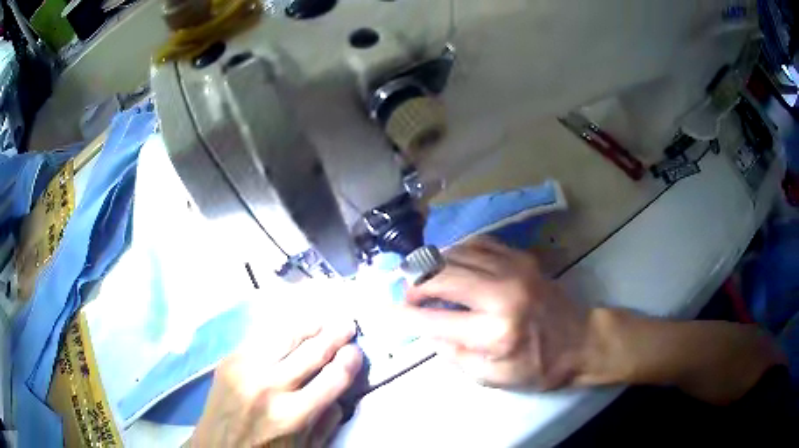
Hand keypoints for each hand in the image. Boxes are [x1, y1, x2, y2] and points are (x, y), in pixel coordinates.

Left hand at [193, 316, 362, 446]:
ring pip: (285, 336)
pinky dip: (281, 333)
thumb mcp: (306, 447)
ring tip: (322, 320)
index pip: (333, 378)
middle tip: (347, 325)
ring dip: (308, 326)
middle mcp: (269, 387)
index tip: (356, 351)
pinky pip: (261, 338)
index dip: (349, 361)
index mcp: (293, 415)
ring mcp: (245, 368)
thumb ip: (327, 421)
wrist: (217, 446)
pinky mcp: (229, 360)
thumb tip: (340, 390)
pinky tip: (291, 331)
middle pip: (311, 351)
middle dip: (335, 335)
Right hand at [402, 237, 588, 388]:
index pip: (436, 319)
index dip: (407, 315)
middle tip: (407, 294)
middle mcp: (502, 293)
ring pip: (457, 254)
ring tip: (423, 278)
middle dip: (415, 284)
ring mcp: (513, 269)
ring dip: (432, 265)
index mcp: (495, 332)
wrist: (581, 340)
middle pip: (441, 276)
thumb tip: (430, 331)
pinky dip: (456, 251)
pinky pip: (478, 243)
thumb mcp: (494, 378)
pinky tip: (450, 263)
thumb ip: (456, 356)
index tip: (389, 311)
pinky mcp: (521, 258)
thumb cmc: (539, 366)